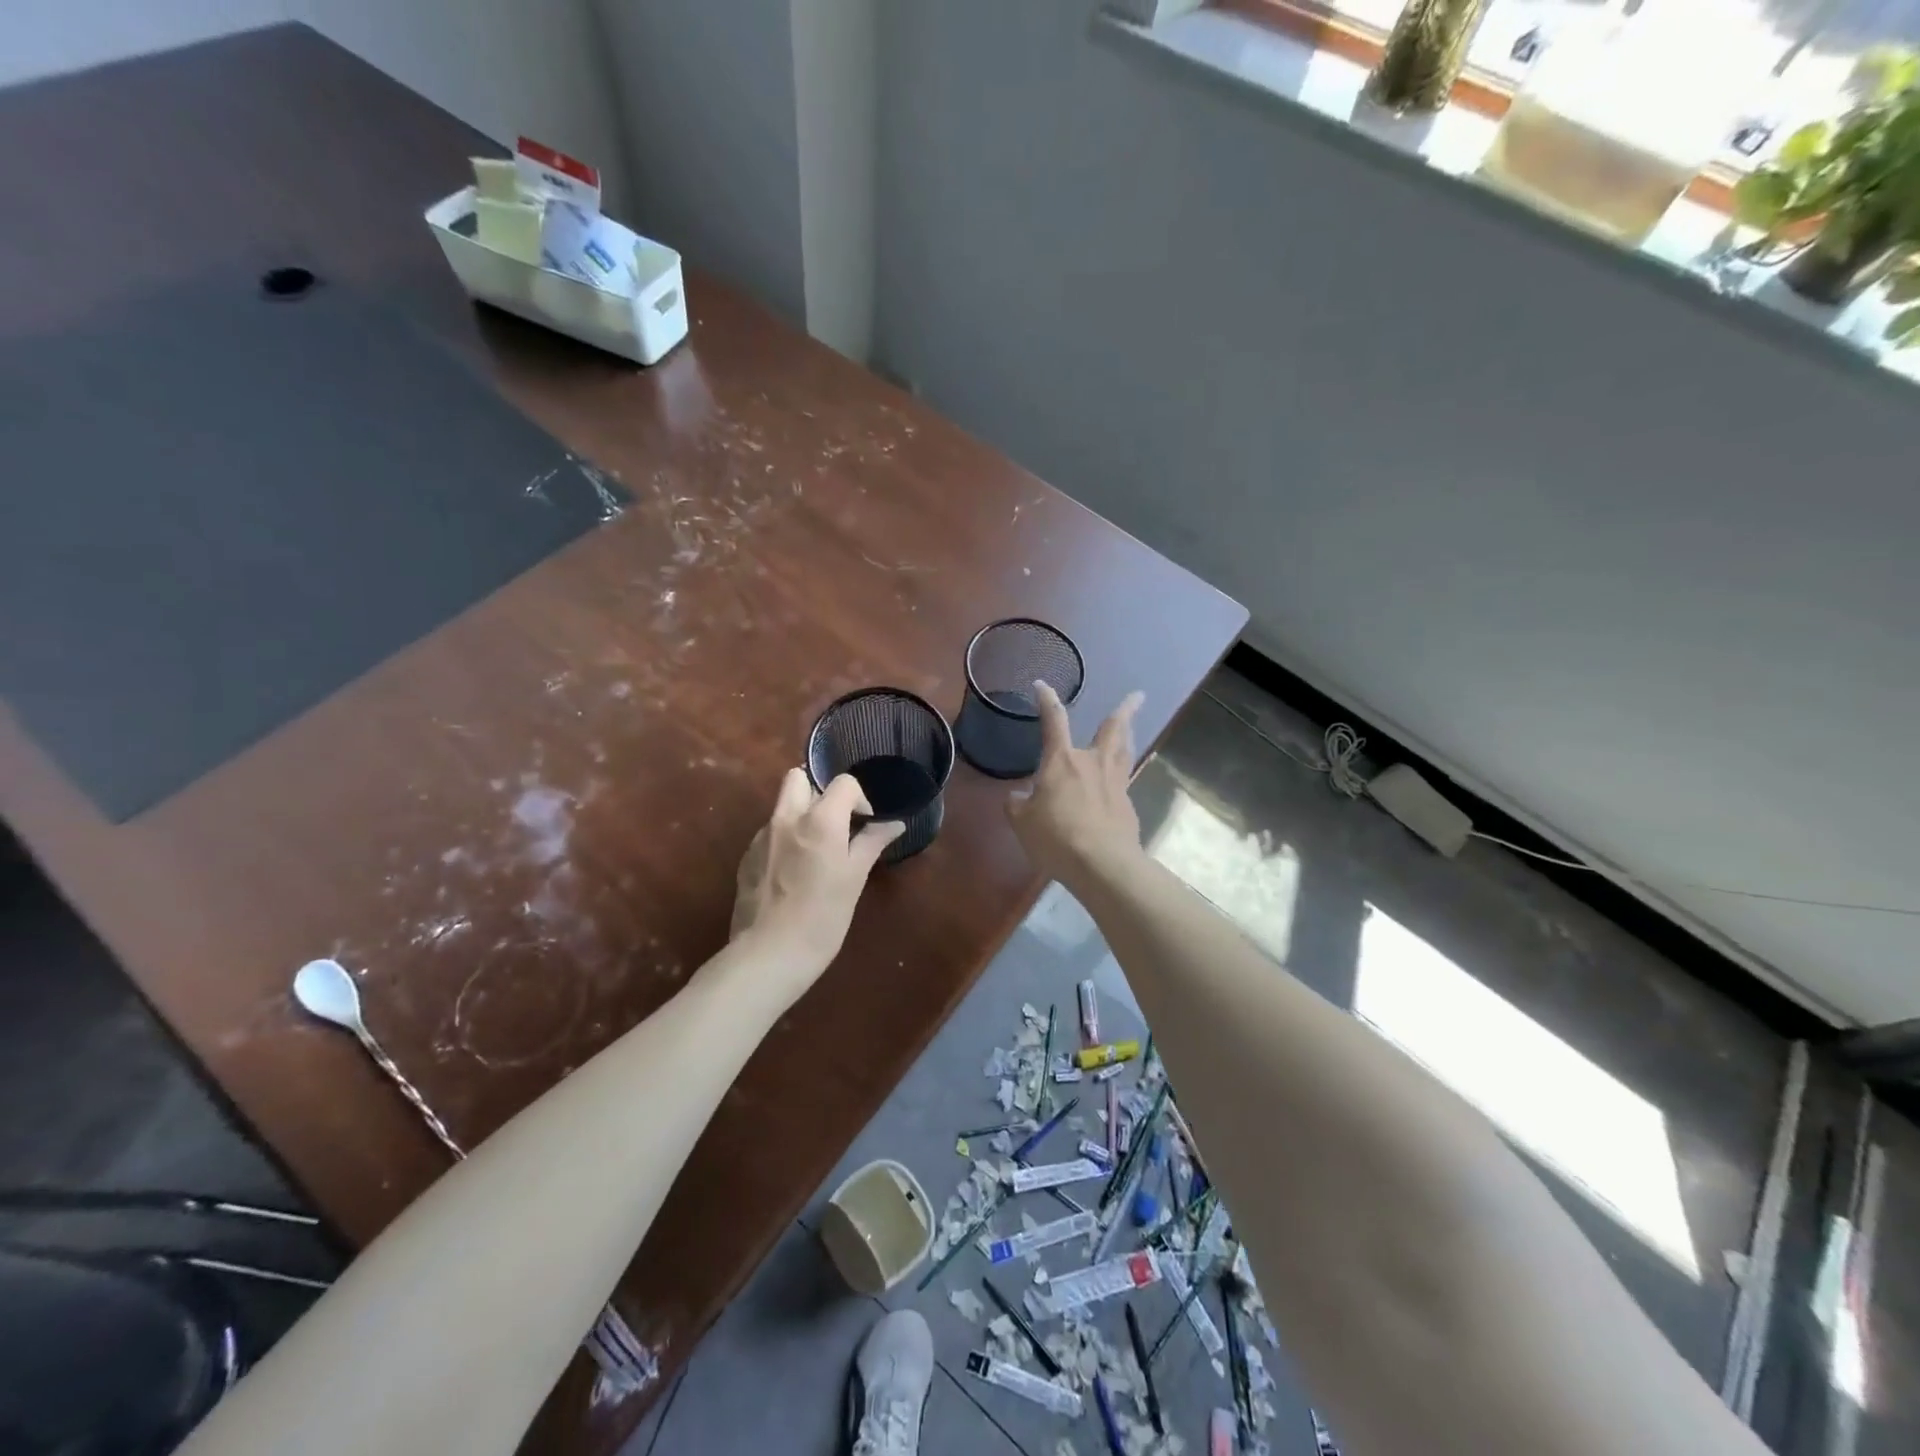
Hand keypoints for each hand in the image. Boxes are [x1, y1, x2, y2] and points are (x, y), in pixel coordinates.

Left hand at [728, 768, 902, 991]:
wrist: (768, 955)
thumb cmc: (822, 918)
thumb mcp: (854, 879)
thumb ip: (872, 843)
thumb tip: (893, 823)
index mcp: (818, 820)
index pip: (843, 782)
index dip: (859, 798)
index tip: (864, 825)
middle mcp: (786, 819)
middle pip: (798, 778)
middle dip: (819, 791)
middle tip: (835, 823)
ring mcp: (761, 837)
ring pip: (782, 807)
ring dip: (801, 816)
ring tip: (815, 854)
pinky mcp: (746, 858)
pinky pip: (769, 833)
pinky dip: (785, 840)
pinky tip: (792, 875)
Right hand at [1006, 682, 1145, 886]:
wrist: (1101, 863)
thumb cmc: (1056, 837)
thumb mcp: (1022, 822)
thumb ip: (1017, 805)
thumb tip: (1018, 797)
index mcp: (1062, 761)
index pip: (1054, 720)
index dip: (1047, 700)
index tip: (1042, 685)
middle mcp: (1092, 763)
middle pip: (1113, 729)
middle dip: (1125, 710)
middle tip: (1138, 695)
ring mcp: (1115, 783)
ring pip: (1125, 751)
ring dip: (1130, 735)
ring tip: (1132, 727)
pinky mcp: (1127, 805)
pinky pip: (1124, 780)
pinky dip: (1121, 774)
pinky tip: (1116, 782)